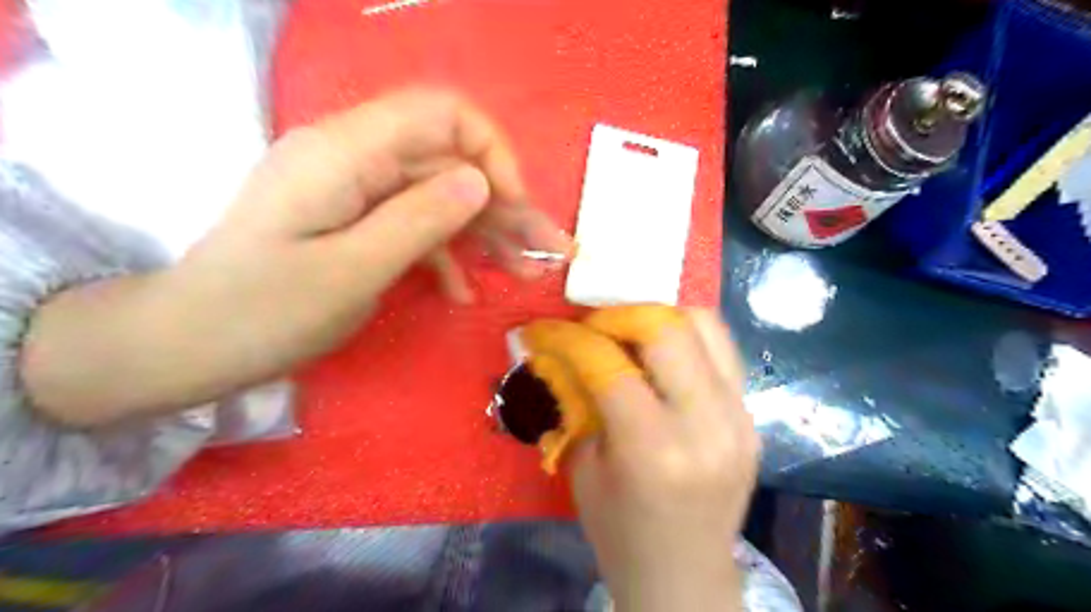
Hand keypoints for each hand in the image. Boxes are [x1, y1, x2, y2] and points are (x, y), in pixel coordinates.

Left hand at [18, 88, 573, 425]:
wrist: (188, 346)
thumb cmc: (263, 312)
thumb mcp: (352, 271)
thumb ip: (420, 219)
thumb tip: (482, 181)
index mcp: (347, 152)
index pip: (442, 114)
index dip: (491, 153)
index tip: (514, 206)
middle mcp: (356, 160)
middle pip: (450, 163)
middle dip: (504, 206)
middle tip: (548, 252)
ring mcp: (357, 193)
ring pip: (440, 197)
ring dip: (485, 234)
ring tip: (525, 272)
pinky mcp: (356, 222)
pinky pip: (415, 226)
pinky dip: (446, 256)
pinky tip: (463, 292)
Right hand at [571, 310, 761, 610]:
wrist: (686, 576)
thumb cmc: (620, 532)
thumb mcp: (583, 467)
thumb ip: (577, 400)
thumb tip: (560, 350)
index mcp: (653, 449)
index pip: (609, 363)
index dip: (569, 337)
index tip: (543, 328)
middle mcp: (706, 424)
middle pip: (667, 328)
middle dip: (619, 313)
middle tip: (592, 324)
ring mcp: (739, 416)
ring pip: (704, 325)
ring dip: (658, 315)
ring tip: (627, 329)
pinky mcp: (752, 414)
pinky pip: (721, 350)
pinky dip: (686, 335)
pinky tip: (660, 350)